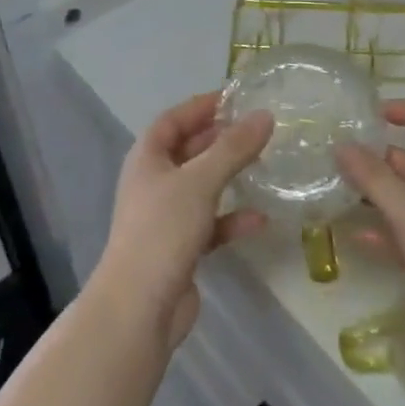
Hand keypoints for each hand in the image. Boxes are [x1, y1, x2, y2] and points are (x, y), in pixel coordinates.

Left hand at [97, 93, 273, 348]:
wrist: (138, 308)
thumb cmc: (163, 230)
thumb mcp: (201, 181)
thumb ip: (233, 148)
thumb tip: (265, 115)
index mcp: (147, 158)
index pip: (173, 119)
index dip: (201, 106)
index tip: (235, 97)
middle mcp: (153, 183)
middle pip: (189, 151)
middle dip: (220, 139)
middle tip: (257, 129)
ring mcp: (165, 217)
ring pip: (201, 187)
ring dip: (229, 177)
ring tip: (263, 165)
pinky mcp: (179, 248)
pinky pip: (210, 224)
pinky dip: (231, 220)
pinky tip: (259, 220)